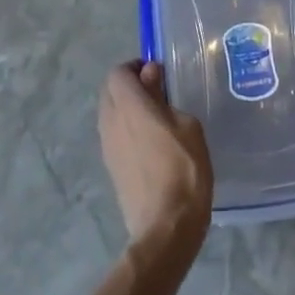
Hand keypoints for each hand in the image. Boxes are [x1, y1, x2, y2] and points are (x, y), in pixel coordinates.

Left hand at [99, 61, 212, 257]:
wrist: (165, 227)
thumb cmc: (183, 169)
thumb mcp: (187, 125)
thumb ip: (163, 96)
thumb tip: (150, 75)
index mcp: (128, 106)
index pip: (117, 72)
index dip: (135, 67)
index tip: (157, 74)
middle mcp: (110, 122)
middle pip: (109, 91)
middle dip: (129, 86)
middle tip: (158, 93)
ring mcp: (107, 147)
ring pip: (109, 114)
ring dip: (127, 108)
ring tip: (156, 118)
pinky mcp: (111, 167)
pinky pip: (114, 135)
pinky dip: (127, 129)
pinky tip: (151, 144)